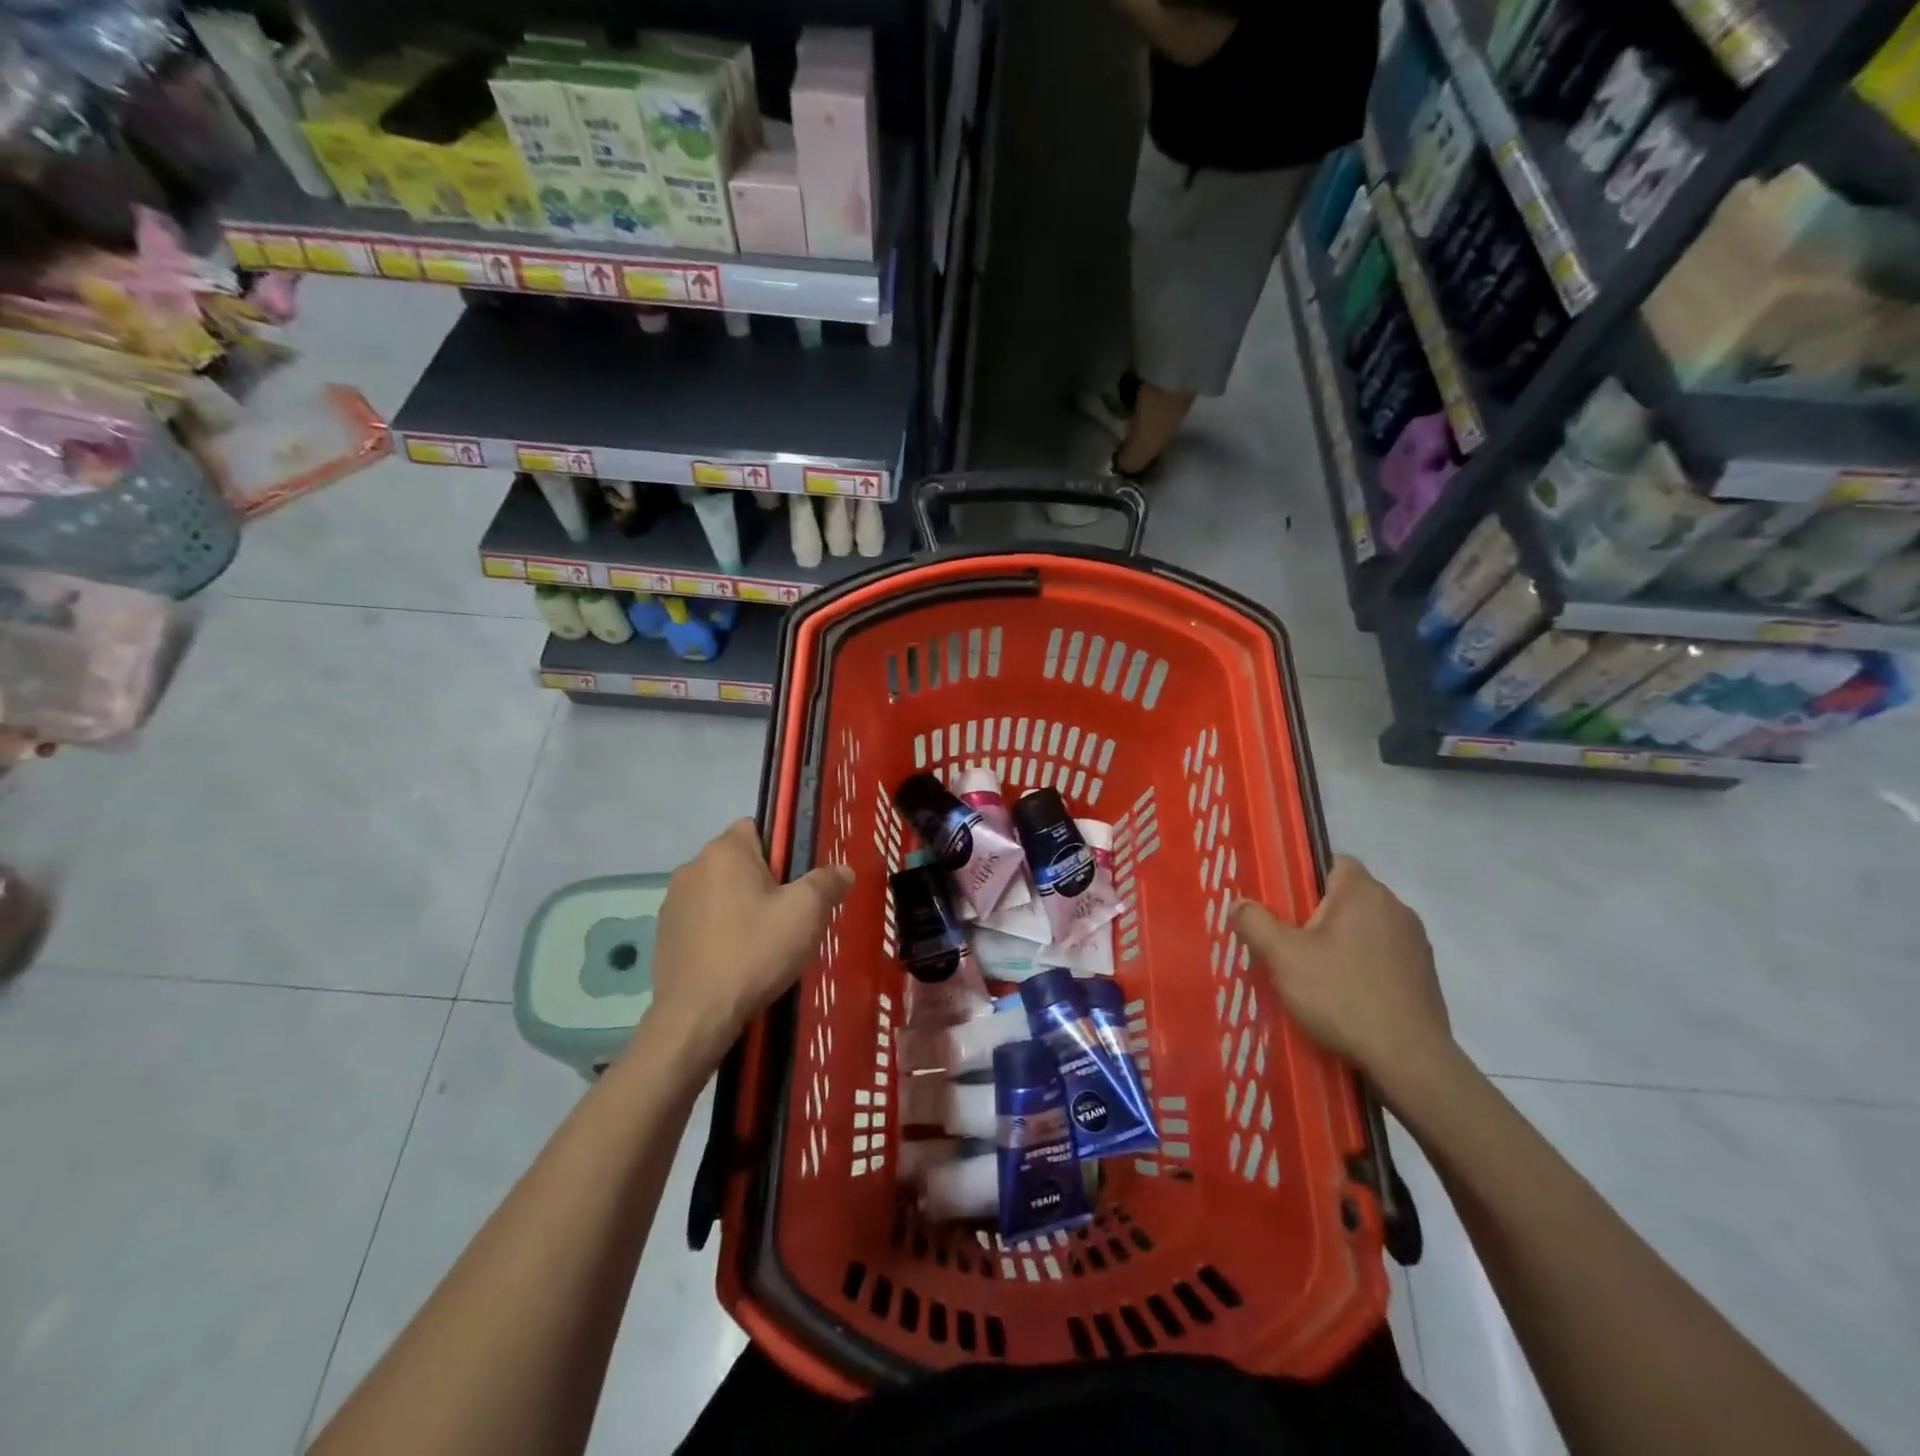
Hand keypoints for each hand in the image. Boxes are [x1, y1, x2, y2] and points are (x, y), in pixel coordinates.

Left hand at [646, 820, 852, 1070]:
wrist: (697, 1016)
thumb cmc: (755, 952)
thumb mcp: (807, 913)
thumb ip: (828, 882)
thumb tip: (843, 870)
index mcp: (724, 851)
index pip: (757, 827)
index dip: (782, 850)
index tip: (797, 882)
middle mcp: (692, 867)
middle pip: (739, 862)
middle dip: (764, 882)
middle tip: (788, 916)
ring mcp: (673, 902)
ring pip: (720, 891)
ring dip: (740, 906)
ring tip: (763, 943)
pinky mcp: (665, 934)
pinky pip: (703, 919)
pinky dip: (720, 931)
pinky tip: (735, 960)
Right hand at [1231, 856, 1450, 1079]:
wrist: (1410, 1061)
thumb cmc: (1343, 996)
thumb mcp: (1284, 957)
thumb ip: (1255, 923)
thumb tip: (1238, 904)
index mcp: (1364, 893)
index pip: (1334, 861)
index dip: (1304, 877)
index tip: (1283, 904)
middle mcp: (1396, 908)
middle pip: (1347, 898)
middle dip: (1318, 915)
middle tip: (1288, 943)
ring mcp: (1416, 944)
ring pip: (1366, 929)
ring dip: (1342, 943)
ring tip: (1314, 974)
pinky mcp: (1425, 977)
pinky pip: (1383, 958)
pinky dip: (1363, 969)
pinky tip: (1345, 997)